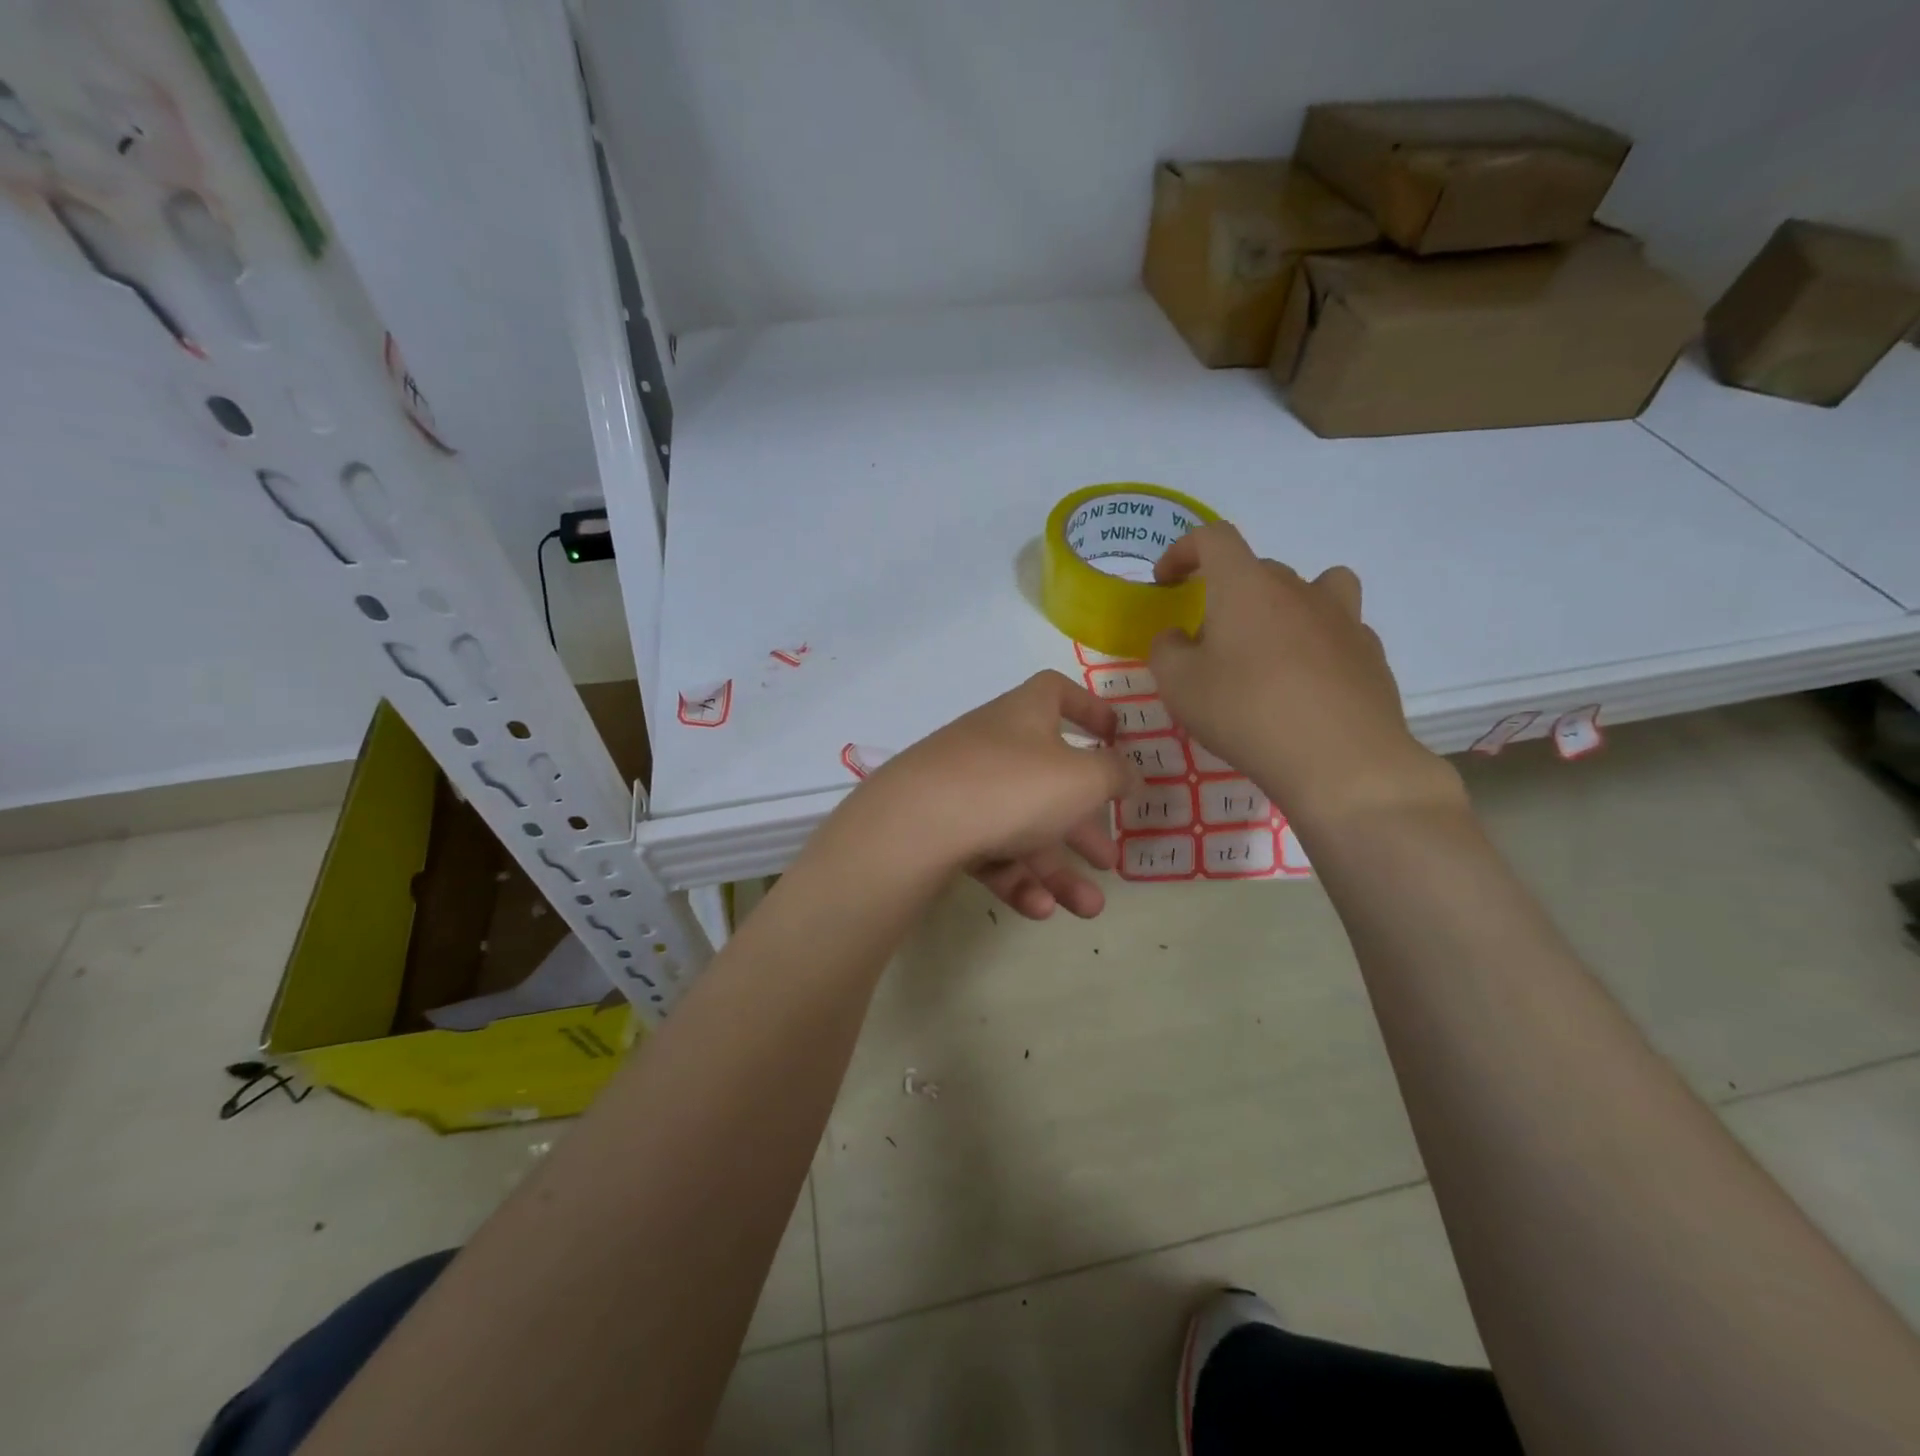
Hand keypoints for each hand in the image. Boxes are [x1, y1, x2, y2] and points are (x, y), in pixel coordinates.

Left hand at [848, 671, 1139, 918]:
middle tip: (1110, 859)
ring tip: (1089, 907)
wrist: (916, 824)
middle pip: (1047, 780)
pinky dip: (1018, 879)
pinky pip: (990, 851)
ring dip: (1059, 869)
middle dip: (1083, 825)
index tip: (1114, 737)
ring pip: (1022, 827)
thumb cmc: (1011, 786)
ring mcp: (964, 788)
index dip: (1089, 709)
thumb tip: (1129, 772)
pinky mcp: (942, 829)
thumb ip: (1114, 774)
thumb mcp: (1082, 779)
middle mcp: (994, 746)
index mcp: (1025, 716)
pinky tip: (1040, 909)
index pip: (1056, 693)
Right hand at [1149, 523, 1461, 831]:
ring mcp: (1341, 617)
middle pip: (1256, 570)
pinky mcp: (1369, 652)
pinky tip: (1307, 683)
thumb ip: (1166, 650)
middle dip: (1226, 597)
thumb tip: (1177, 637)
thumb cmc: (1246, 712)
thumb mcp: (1178, 685)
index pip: (1212, 538)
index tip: (1166, 581)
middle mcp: (1296, 588)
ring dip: (1284, 606)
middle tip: (1209, 645)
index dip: (1183, 550)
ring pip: (1311, 589)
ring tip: (1270, 647)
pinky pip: (1338, 629)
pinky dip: (1317, 643)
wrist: (1341, 760)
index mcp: (1246, 585)